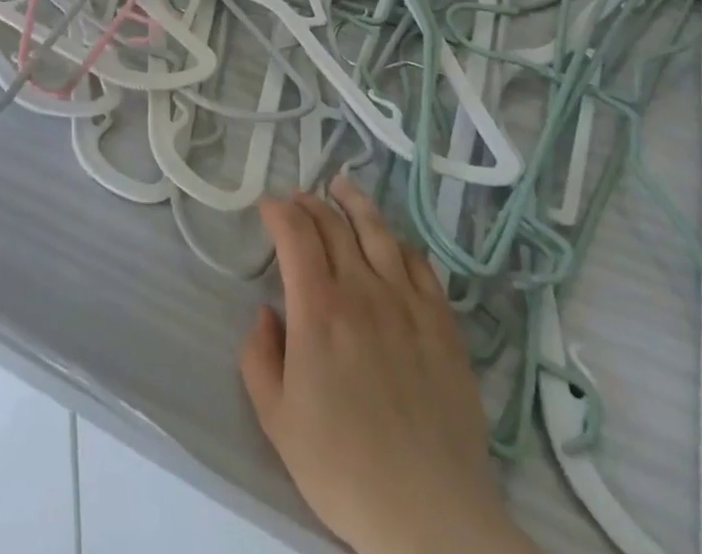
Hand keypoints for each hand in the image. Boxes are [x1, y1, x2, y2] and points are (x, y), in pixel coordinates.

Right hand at [240, 179, 537, 553]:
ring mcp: (408, 302)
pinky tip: (391, 242)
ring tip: (342, 187)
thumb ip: (259, 357)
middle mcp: (363, 289)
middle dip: (310, 203)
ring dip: (354, 202)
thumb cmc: (344, 469)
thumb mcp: (277, 420)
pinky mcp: (443, 322)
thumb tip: (267, 313)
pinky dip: (398, 242)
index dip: (278, 211)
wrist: (431, 515)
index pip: (295, 233)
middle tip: (297, 200)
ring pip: (378, 230)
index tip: (267, 208)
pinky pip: (419, 263)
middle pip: (334, 223)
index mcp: (318, 308)